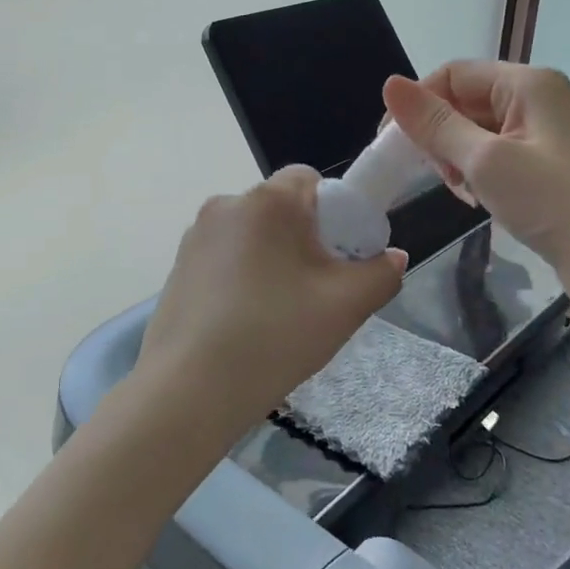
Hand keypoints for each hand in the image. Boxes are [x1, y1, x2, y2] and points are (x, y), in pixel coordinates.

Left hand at [133, 167, 406, 439]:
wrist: (190, 388)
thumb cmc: (275, 335)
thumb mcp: (345, 307)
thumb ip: (380, 274)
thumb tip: (391, 258)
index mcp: (267, 200)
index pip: (310, 179)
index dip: (335, 212)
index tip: (340, 257)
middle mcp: (226, 204)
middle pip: (280, 209)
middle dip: (304, 240)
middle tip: (317, 292)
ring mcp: (195, 235)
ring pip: (252, 236)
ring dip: (272, 260)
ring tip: (279, 315)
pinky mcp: (178, 266)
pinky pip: (225, 258)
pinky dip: (241, 278)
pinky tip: (245, 323)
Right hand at [383, 62, 569, 311]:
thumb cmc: (557, 203)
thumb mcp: (486, 161)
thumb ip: (435, 124)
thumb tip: (390, 84)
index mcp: (526, 83)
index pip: (451, 75)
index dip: (417, 104)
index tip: (391, 146)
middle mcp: (536, 100)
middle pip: (463, 101)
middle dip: (438, 134)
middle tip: (433, 175)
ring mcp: (543, 135)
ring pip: (475, 131)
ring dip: (455, 157)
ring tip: (460, 191)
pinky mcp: (546, 167)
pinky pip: (494, 156)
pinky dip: (476, 174)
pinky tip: (476, 199)